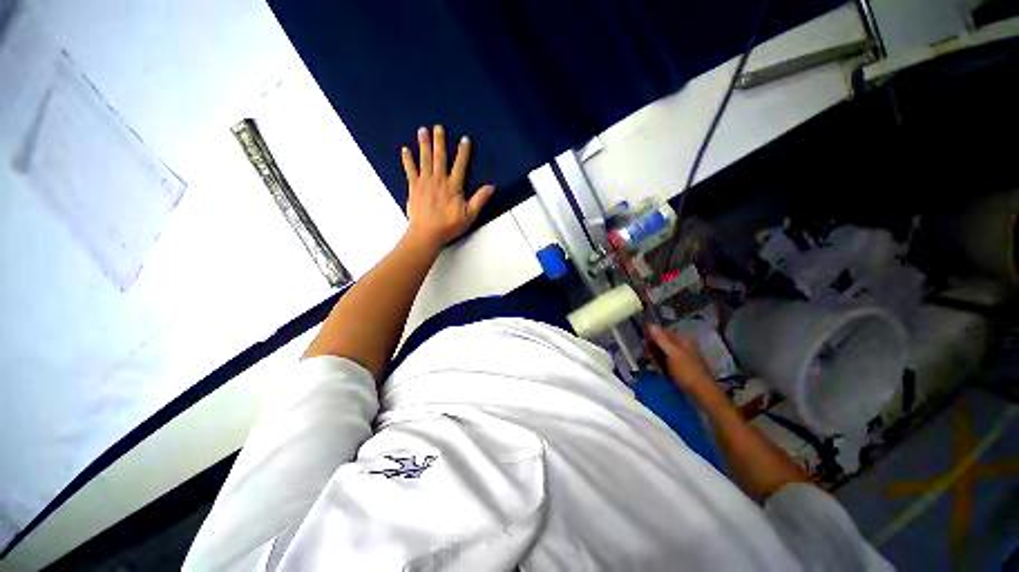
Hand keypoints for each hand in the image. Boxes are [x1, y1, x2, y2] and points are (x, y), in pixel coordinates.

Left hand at [402, 125, 494, 249]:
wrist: (427, 233)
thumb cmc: (449, 225)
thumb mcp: (469, 215)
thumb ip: (480, 199)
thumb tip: (491, 187)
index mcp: (453, 186)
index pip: (460, 165)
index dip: (463, 152)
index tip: (464, 139)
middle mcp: (439, 180)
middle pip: (440, 157)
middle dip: (440, 141)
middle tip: (438, 127)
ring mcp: (425, 183)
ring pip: (425, 160)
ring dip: (424, 144)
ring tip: (423, 130)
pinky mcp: (414, 188)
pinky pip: (410, 170)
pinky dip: (408, 160)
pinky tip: (405, 149)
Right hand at [647, 325, 717, 396]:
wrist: (703, 394)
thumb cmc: (687, 372)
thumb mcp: (673, 353)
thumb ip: (660, 339)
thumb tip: (649, 324)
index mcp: (682, 340)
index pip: (662, 333)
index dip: (651, 337)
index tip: (644, 346)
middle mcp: (682, 347)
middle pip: (661, 344)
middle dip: (653, 351)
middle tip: (651, 360)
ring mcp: (682, 359)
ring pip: (662, 355)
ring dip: (657, 361)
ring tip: (659, 370)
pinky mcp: (680, 369)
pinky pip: (666, 364)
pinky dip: (662, 368)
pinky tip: (662, 374)